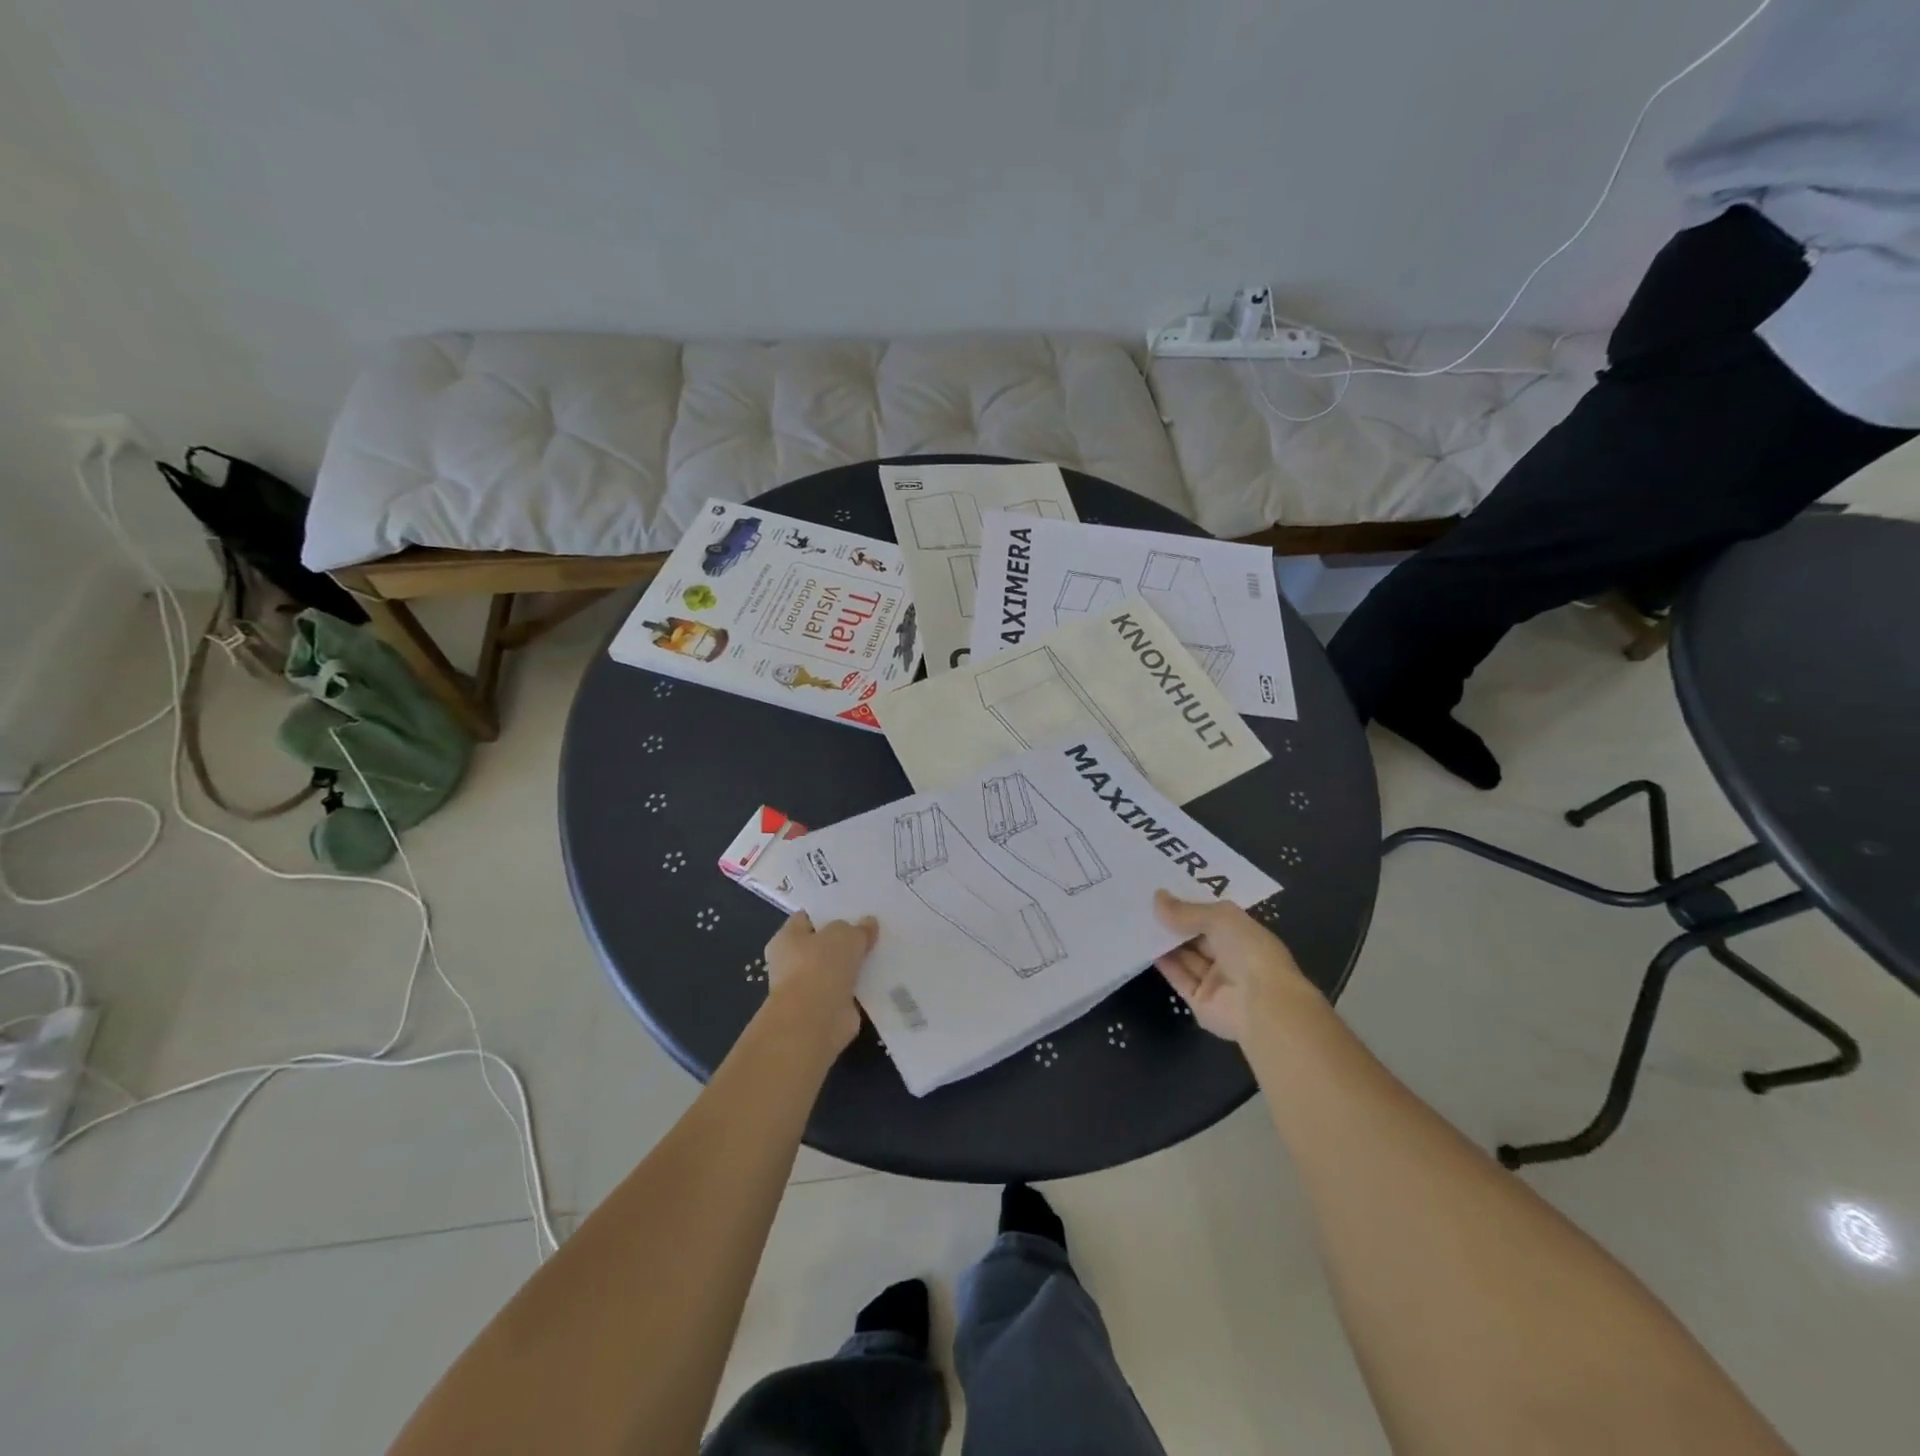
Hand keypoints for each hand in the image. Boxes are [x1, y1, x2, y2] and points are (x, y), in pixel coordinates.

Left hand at [764, 912, 877, 1052]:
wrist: (815, 1020)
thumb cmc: (820, 966)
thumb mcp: (844, 935)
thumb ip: (858, 928)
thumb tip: (868, 924)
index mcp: (787, 938)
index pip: (808, 918)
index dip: (830, 912)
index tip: (855, 908)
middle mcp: (793, 963)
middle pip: (825, 945)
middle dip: (847, 940)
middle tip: (875, 928)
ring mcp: (811, 988)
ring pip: (839, 969)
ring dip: (857, 965)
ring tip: (885, 950)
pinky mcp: (828, 1009)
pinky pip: (850, 991)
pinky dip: (864, 987)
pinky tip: (885, 977)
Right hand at [1153, 891, 1318, 1043]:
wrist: (1262, 1006)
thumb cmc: (1249, 951)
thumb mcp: (1220, 918)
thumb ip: (1187, 910)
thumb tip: (1157, 897)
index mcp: (1244, 935)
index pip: (1213, 917)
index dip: (1190, 905)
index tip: (1161, 890)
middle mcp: (1231, 957)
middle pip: (1196, 937)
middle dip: (1173, 922)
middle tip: (1142, 903)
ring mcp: (1216, 982)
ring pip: (1185, 957)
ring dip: (1165, 941)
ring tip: (1137, 920)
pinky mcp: (1199, 1002)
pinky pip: (1178, 978)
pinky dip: (1163, 963)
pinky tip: (1143, 945)